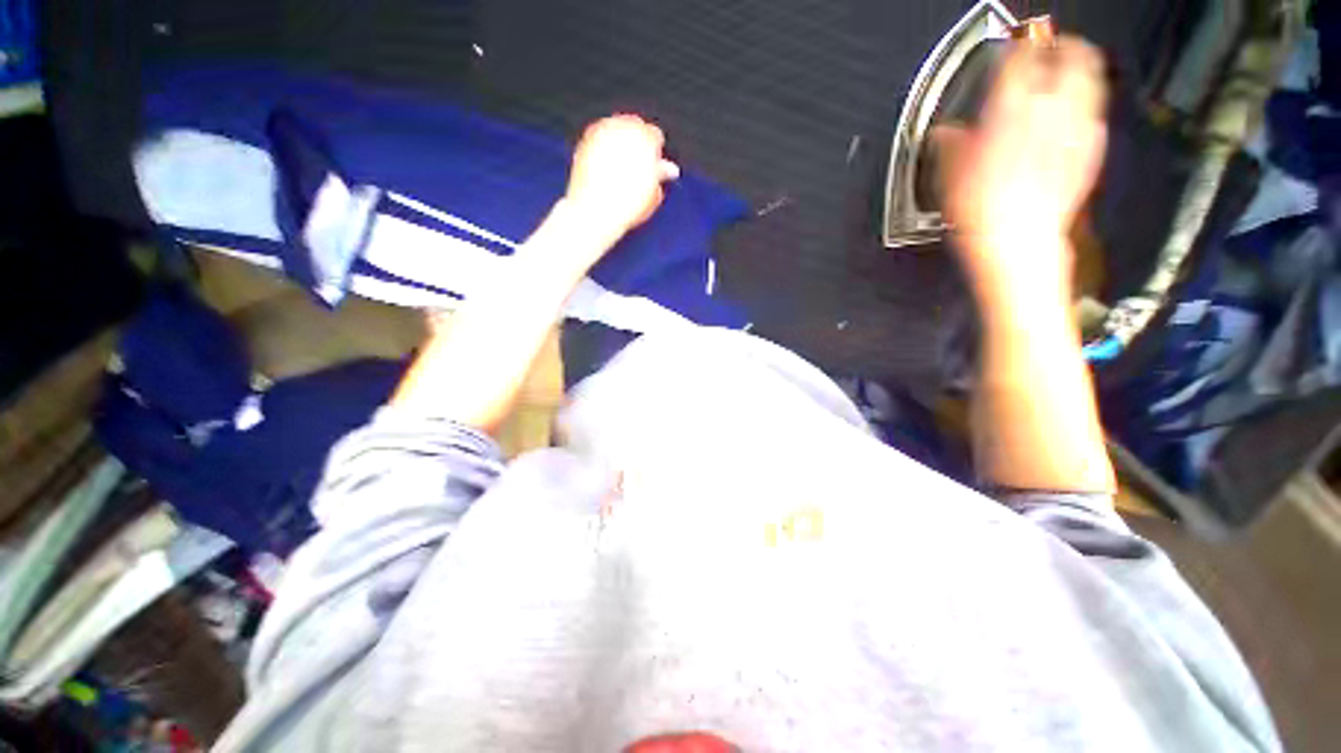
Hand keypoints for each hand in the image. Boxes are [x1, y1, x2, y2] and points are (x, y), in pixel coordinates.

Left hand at [563, 114, 680, 246]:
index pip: (655, 136)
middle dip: (637, 143)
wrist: (596, 211)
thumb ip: (661, 175)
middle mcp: (623, 128)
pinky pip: (599, 136)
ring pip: (617, 129)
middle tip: (637, 166)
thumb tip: (668, 169)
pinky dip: (604, 147)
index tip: (653, 167)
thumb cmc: (626, 205)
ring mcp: (603, 131)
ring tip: (620, 168)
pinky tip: (605, 166)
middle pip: (635, 127)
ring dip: (621, 143)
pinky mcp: (586, 139)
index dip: (655, 152)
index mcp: (645, 138)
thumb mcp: (653, 194)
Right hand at [936, 37, 1107, 304]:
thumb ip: (952, 145)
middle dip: (1064, 45)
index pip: (1021, 58)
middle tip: (1054, 45)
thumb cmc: (980, 211)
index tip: (1013, 44)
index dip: (1018, 46)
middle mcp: (1050, 110)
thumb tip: (945, 133)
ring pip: (1091, 81)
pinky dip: (1086, 107)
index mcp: (1011, 110)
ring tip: (1071, 71)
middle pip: (1072, 57)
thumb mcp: (950, 176)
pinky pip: (1094, 116)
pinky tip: (1074, 117)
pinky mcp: (1090, 152)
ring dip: (1082, 69)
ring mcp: (1076, 129)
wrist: (1017, 243)